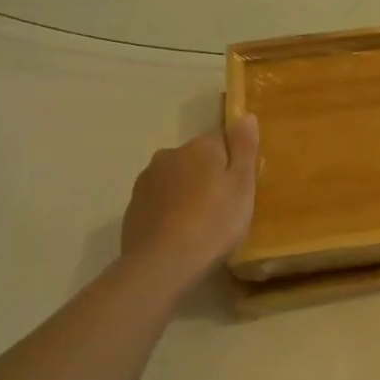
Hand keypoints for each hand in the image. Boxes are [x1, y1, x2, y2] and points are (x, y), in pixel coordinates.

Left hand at [120, 115, 259, 277]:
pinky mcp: (133, 207)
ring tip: (199, 224)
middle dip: (207, 175)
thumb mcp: (242, 185)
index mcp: (200, 147)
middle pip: (196, 159)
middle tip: (222, 207)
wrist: (163, 263)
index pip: (221, 140)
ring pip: (175, 178)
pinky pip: (158, 200)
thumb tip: (246, 116)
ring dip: (186, 192)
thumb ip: (244, 148)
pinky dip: (168, 210)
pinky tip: (178, 234)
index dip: (232, 161)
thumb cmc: (214, 222)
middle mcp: (169, 154)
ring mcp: (147, 180)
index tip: (239, 186)